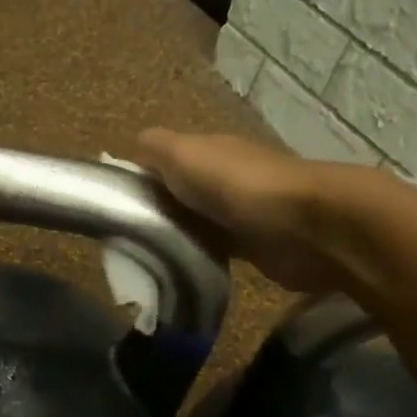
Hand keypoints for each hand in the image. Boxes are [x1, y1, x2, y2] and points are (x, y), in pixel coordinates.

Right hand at [136, 129, 363, 294]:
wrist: (303, 227)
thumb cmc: (236, 184)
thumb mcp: (183, 154)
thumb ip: (154, 149)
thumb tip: (129, 148)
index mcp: (208, 151)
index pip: (165, 160)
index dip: (139, 178)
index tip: (112, 204)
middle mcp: (224, 177)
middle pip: (180, 192)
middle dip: (155, 209)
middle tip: (122, 237)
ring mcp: (240, 212)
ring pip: (195, 221)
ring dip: (175, 235)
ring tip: (143, 258)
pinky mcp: (253, 247)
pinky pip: (215, 248)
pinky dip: (197, 255)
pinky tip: (177, 268)